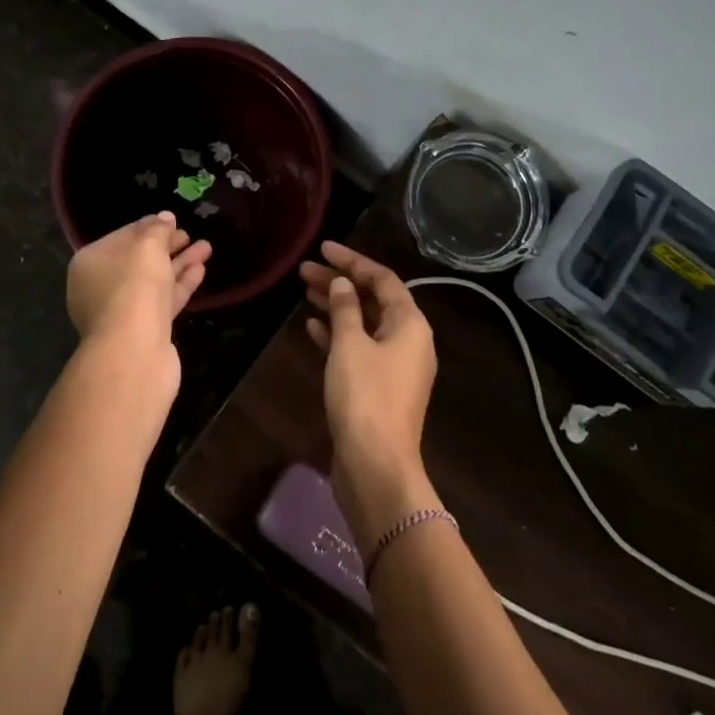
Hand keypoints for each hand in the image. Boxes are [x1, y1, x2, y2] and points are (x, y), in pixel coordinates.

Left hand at [67, 212, 210, 385]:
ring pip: (154, 281)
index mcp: (91, 263)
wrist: (134, 350)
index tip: (173, 220)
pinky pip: (163, 301)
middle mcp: (100, 287)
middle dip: (167, 246)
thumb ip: (157, 230)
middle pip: (138, 260)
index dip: (149, 226)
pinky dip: (180, 285)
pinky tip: (201, 270)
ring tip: (206, 248)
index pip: (122, 236)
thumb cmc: (134, 287)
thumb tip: (165, 217)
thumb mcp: (148, 248)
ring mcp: (122, 312)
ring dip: (179, 264)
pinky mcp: (143, 330)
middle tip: (190, 235)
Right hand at [300, 242, 439, 549]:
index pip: (382, 279)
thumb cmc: (365, 397)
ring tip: (304, 292)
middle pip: (374, 300)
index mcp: (410, 324)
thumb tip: (342, 284)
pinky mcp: (379, 387)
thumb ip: (345, 309)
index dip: (352, 261)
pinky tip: (312, 327)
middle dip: (341, 282)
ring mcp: (395, 366)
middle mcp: (409, 340)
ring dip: (337, 306)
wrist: (376, 465)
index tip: (323, 248)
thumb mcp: (350, 345)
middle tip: (304, 271)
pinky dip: (338, 335)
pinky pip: (359, 348)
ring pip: (365, 324)